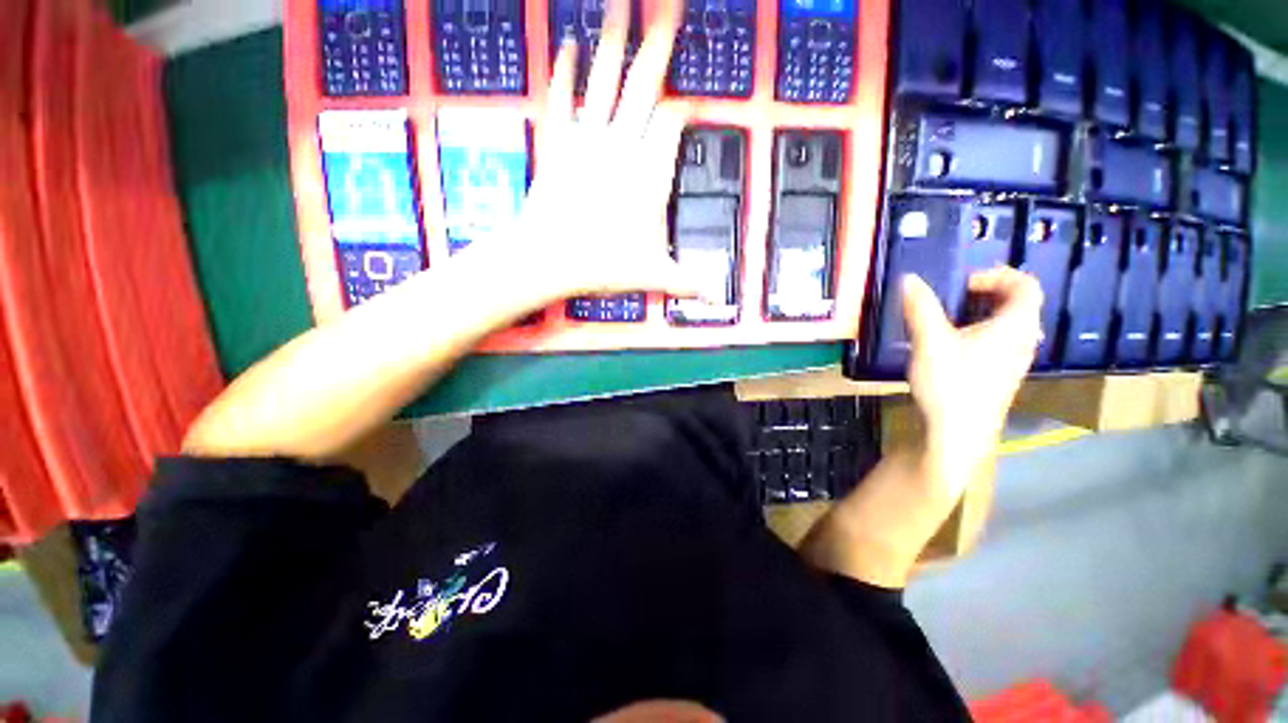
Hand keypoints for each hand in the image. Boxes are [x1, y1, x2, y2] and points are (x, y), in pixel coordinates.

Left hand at [506, 0, 699, 300]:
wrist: (549, 261)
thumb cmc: (602, 267)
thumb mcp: (654, 276)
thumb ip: (688, 282)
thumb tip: (717, 298)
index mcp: (650, 174)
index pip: (673, 122)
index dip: (684, 107)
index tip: (692, 101)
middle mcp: (622, 147)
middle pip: (645, 83)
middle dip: (660, 39)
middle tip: (669, 1)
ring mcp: (587, 140)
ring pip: (605, 78)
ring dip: (614, 37)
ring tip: (620, 1)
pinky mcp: (557, 143)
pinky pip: (562, 97)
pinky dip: (564, 69)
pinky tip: (567, 43)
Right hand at [902, 268, 1042, 494]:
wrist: (959, 433)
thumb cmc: (951, 383)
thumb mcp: (929, 341)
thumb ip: (920, 307)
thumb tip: (908, 278)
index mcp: (1015, 325)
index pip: (1026, 285)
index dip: (997, 275)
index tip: (963, 284)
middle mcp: (1023, 340)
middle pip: (1018, 304)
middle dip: (986, 294)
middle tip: (951, 298)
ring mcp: (1015, 361)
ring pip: (1008, 325)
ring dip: (981, 314)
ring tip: (947, 320)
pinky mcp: (1001, 376)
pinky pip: (999, 343)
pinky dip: (979, 333)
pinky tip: (950, 346)